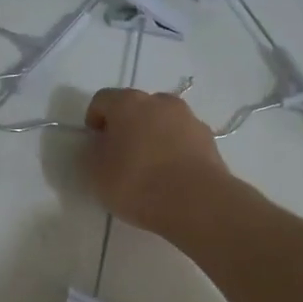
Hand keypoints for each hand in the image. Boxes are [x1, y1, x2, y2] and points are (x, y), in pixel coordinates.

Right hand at [84, 87, 233, 237]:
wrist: (196, 202)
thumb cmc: (137, 183)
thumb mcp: (97, 173)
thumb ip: (94, 153)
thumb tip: (101, 144)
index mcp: (128, 103)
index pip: (103, 100)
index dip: (94, 119)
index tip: (94, 143)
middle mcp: (160, 102)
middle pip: (136, 106)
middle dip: (126, 125)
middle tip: (120, 154)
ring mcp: (188, 118)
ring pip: (162, 121)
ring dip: (152, 135)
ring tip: (148, 166)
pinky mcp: (209, 139)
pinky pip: (183, 138)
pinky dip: (174, 149)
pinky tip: (170, 174)